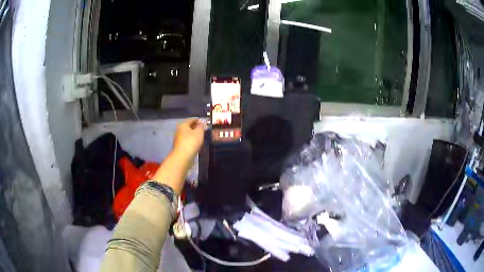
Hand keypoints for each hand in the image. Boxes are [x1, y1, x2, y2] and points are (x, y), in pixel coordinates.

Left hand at [173, 119, 204, 164]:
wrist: (183, 157)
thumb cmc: (191, 142)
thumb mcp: (199, 132)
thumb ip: (201, 126)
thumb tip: (202, 123)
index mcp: (183, 125)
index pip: (191, 120)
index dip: (198, 120)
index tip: (203, 122)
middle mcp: (179, 131)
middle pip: (188, 127)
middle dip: (195, 127)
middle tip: (203, 129)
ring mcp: (178, 139)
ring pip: (187, 135)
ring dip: (193, 135)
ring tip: (201, 137)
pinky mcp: (179, 147)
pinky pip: (187, 141)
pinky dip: (191, 141)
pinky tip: (196, 144)